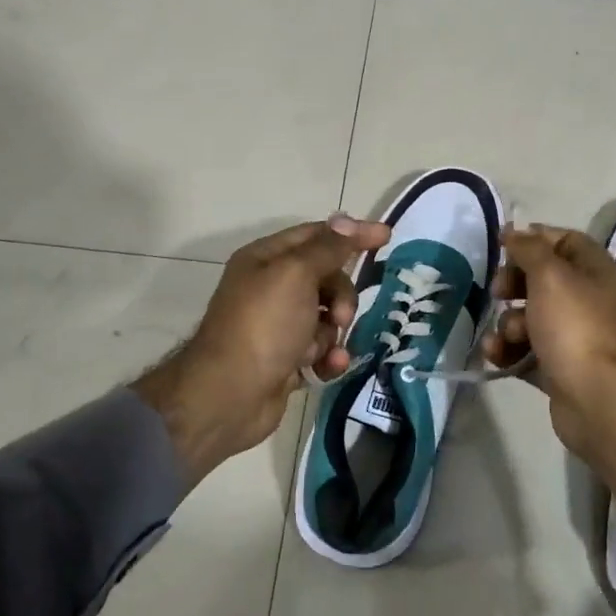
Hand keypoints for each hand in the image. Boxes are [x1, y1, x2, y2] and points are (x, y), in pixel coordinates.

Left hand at [132, 215, 390, 483]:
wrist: (229, 396)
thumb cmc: (263, 326)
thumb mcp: (297, 275)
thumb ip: (328, 248)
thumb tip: (348, 219)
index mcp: (266, 259)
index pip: (317, 235)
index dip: (350, 235)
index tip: (385, 237)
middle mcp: (270, 287)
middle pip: (326, 277)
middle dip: (341, 296)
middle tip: (339, 316)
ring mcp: (278, 325)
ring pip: (327, 316)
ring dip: (333, 333)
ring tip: (323, 350)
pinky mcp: (286, 358)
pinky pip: (321, 349)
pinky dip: (328, 357)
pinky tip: (328, 367)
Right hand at [481, 226, 615, 522]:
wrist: (599, 400)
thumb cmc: (575, 327)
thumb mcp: (550, 275)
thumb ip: (528, 249)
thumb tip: (514, 231)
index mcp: (595, 270)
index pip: (563, 241)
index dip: (533, 240)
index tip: (502, 246)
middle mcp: (587, 299)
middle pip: (542, 279)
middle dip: (513, 284)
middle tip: (498, 292)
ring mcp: (573, 336)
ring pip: (530, 317)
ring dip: (508, 323)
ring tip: (507, 336)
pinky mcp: (558, 368)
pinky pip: (526, 351)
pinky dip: (509, 351)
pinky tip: (496, 355)